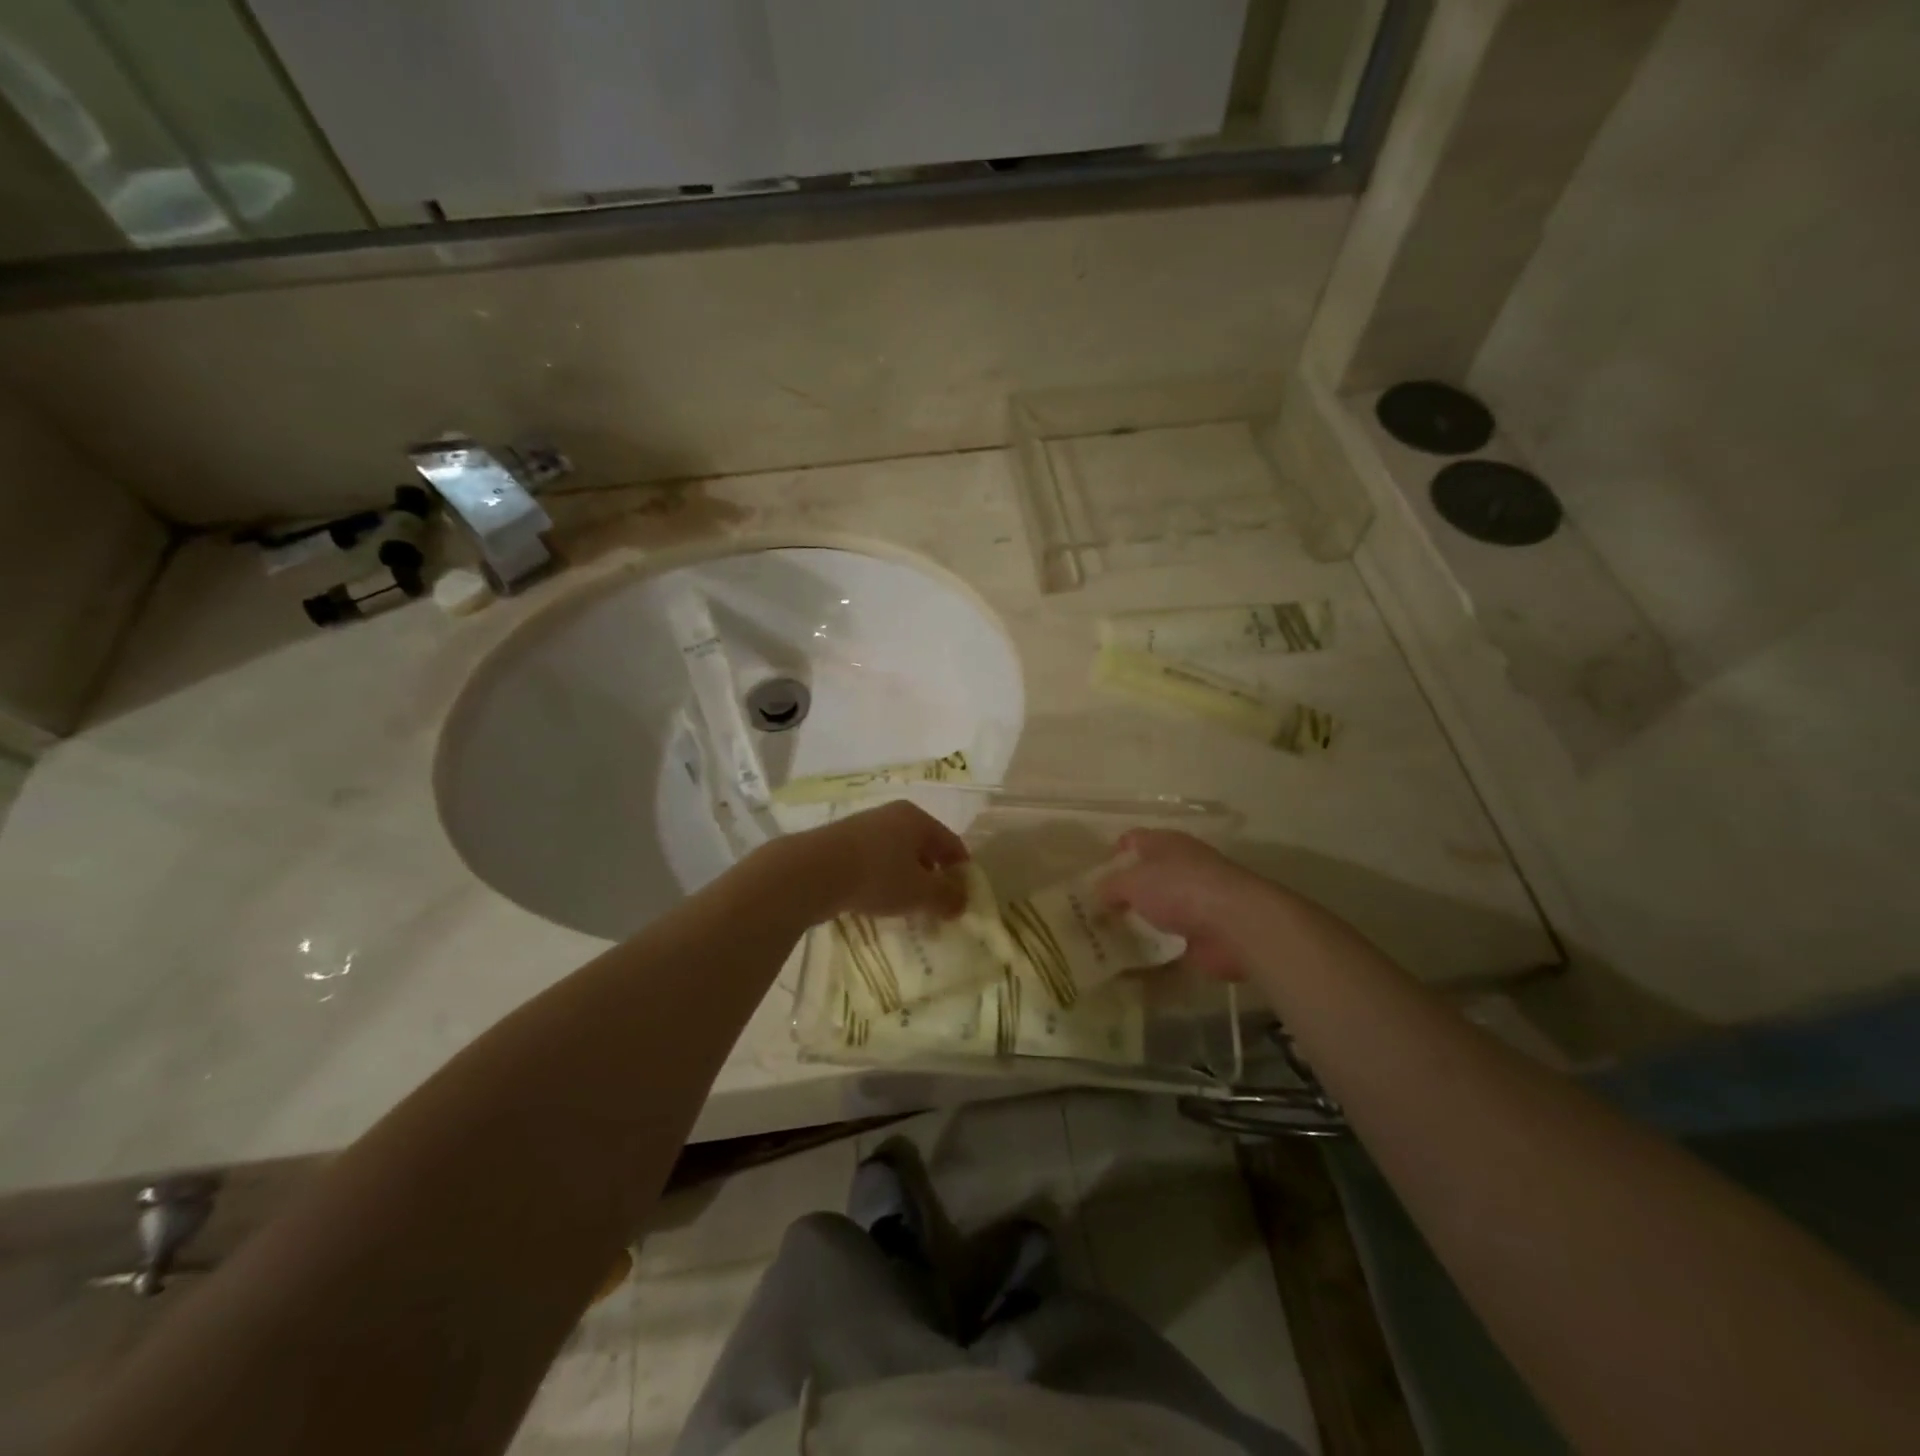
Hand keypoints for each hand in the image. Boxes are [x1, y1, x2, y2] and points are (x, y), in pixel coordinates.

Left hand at [791, 799, 970, 920]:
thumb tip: (962, 902)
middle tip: (935, 906)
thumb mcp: (920, 892)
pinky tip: (875, 901)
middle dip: (933, 877)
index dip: (961, 871)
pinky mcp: (840, 843)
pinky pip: (873, 862)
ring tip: (905, 908)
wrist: (812, 872)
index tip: (964, 898)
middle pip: (923, 847)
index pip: (951, 843)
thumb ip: (946, 897)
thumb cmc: (877, 876)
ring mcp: (863, 827)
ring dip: (905, 880)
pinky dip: (881, 880)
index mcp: (917, 819)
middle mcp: (892, 815)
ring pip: (897, 855)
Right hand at [1097, 829, 1275, 981]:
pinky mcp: (1207, 930)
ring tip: (1111, 936)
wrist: (1236, 924)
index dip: (1114, 855)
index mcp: (1166, 843)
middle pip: (1148, 874)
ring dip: (1143, 919)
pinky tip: (1136, 957)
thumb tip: (1098, 894)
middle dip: (1126, 891)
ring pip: (1161, 905)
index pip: (1134, 840)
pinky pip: (1174, 936)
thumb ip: (1110, 886)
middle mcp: (1183, 865)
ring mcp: (1197, 898)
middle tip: (1098, 912)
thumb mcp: (1132, 881)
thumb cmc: (1180, 888)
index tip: (1095, 879)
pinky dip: (1159, 945)